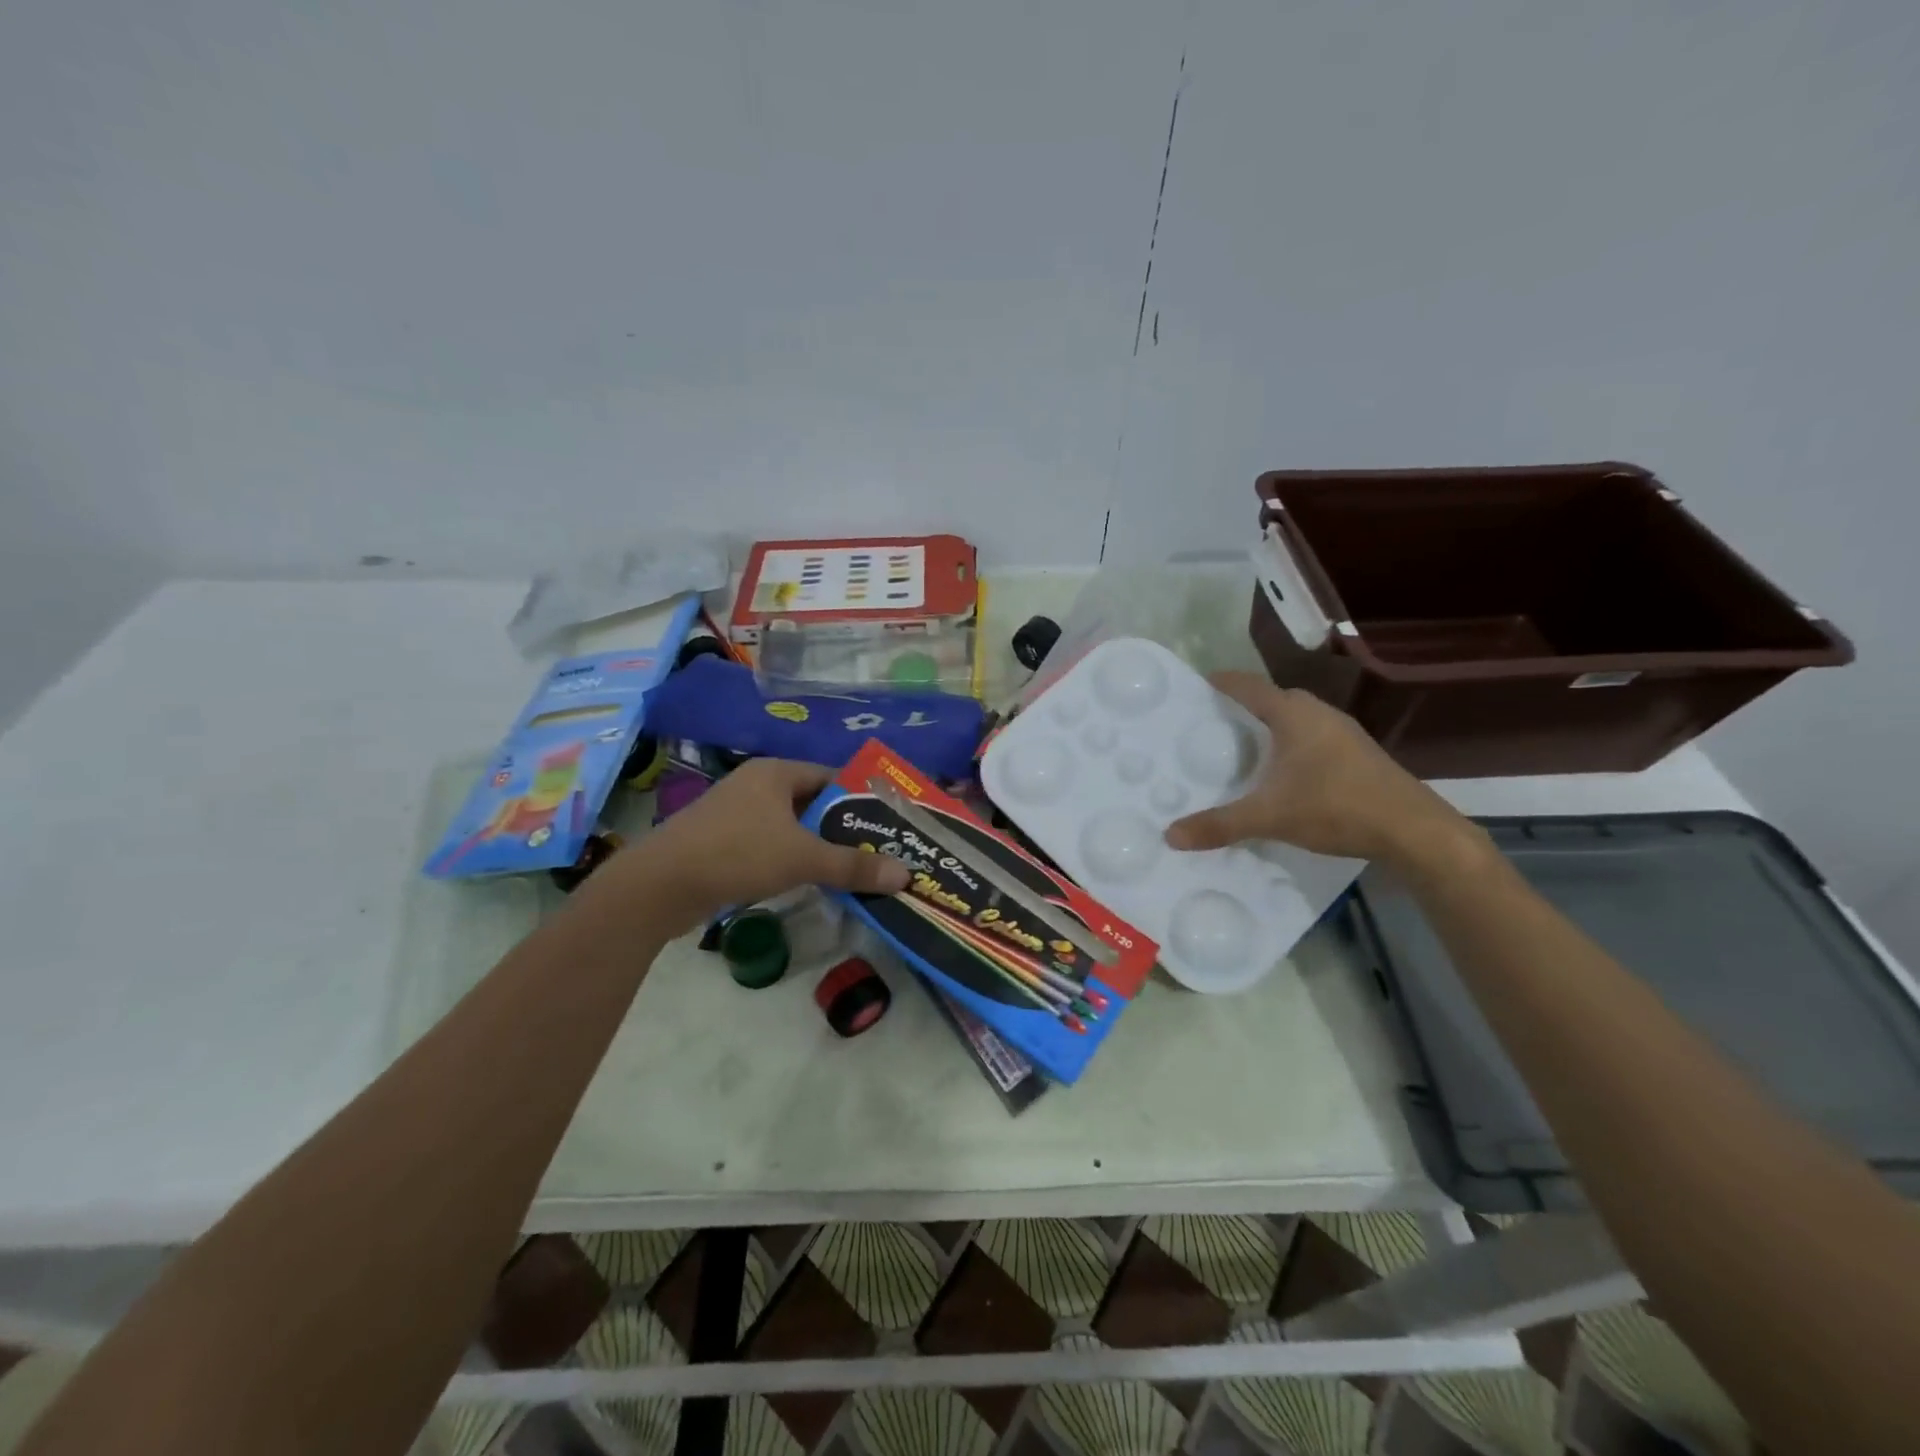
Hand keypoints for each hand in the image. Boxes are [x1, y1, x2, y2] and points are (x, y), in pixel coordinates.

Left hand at [605, 759, 910, 933]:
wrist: (658, 886)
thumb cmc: (736, 854)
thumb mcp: (802, 858)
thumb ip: (853, 866)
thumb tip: (905, 876)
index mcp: (776, 772)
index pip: (831, 777)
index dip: (861, 800)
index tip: (888, 825)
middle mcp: (756, 785)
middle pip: (812, 803)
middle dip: (842, 828)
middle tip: (876, 851)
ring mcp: (735, 814)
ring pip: (790, 827)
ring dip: (817, 846)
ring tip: (851, 869)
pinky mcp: (721, 842)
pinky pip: (769, 844)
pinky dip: (790, 859)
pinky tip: (808, 881)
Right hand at [1163, 672, 1469, 864]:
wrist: (1413, 830)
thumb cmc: (1335, 807)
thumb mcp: (1269, 817)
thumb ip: (1219, 825)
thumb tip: (1170, 835)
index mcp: (1294, 715)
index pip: (1251, 687)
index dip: (1225, 683)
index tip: (1202, 682)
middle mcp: (1321, 714)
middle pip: (1278, 698)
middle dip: (1249, 703)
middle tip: (1219, 718)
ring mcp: (1346, 733)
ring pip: (1301, 717)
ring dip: (1276, 724)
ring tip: (1250, 742)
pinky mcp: (1360, 754)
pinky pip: (1316, 735)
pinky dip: (1295, 742)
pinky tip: (1289, 769)